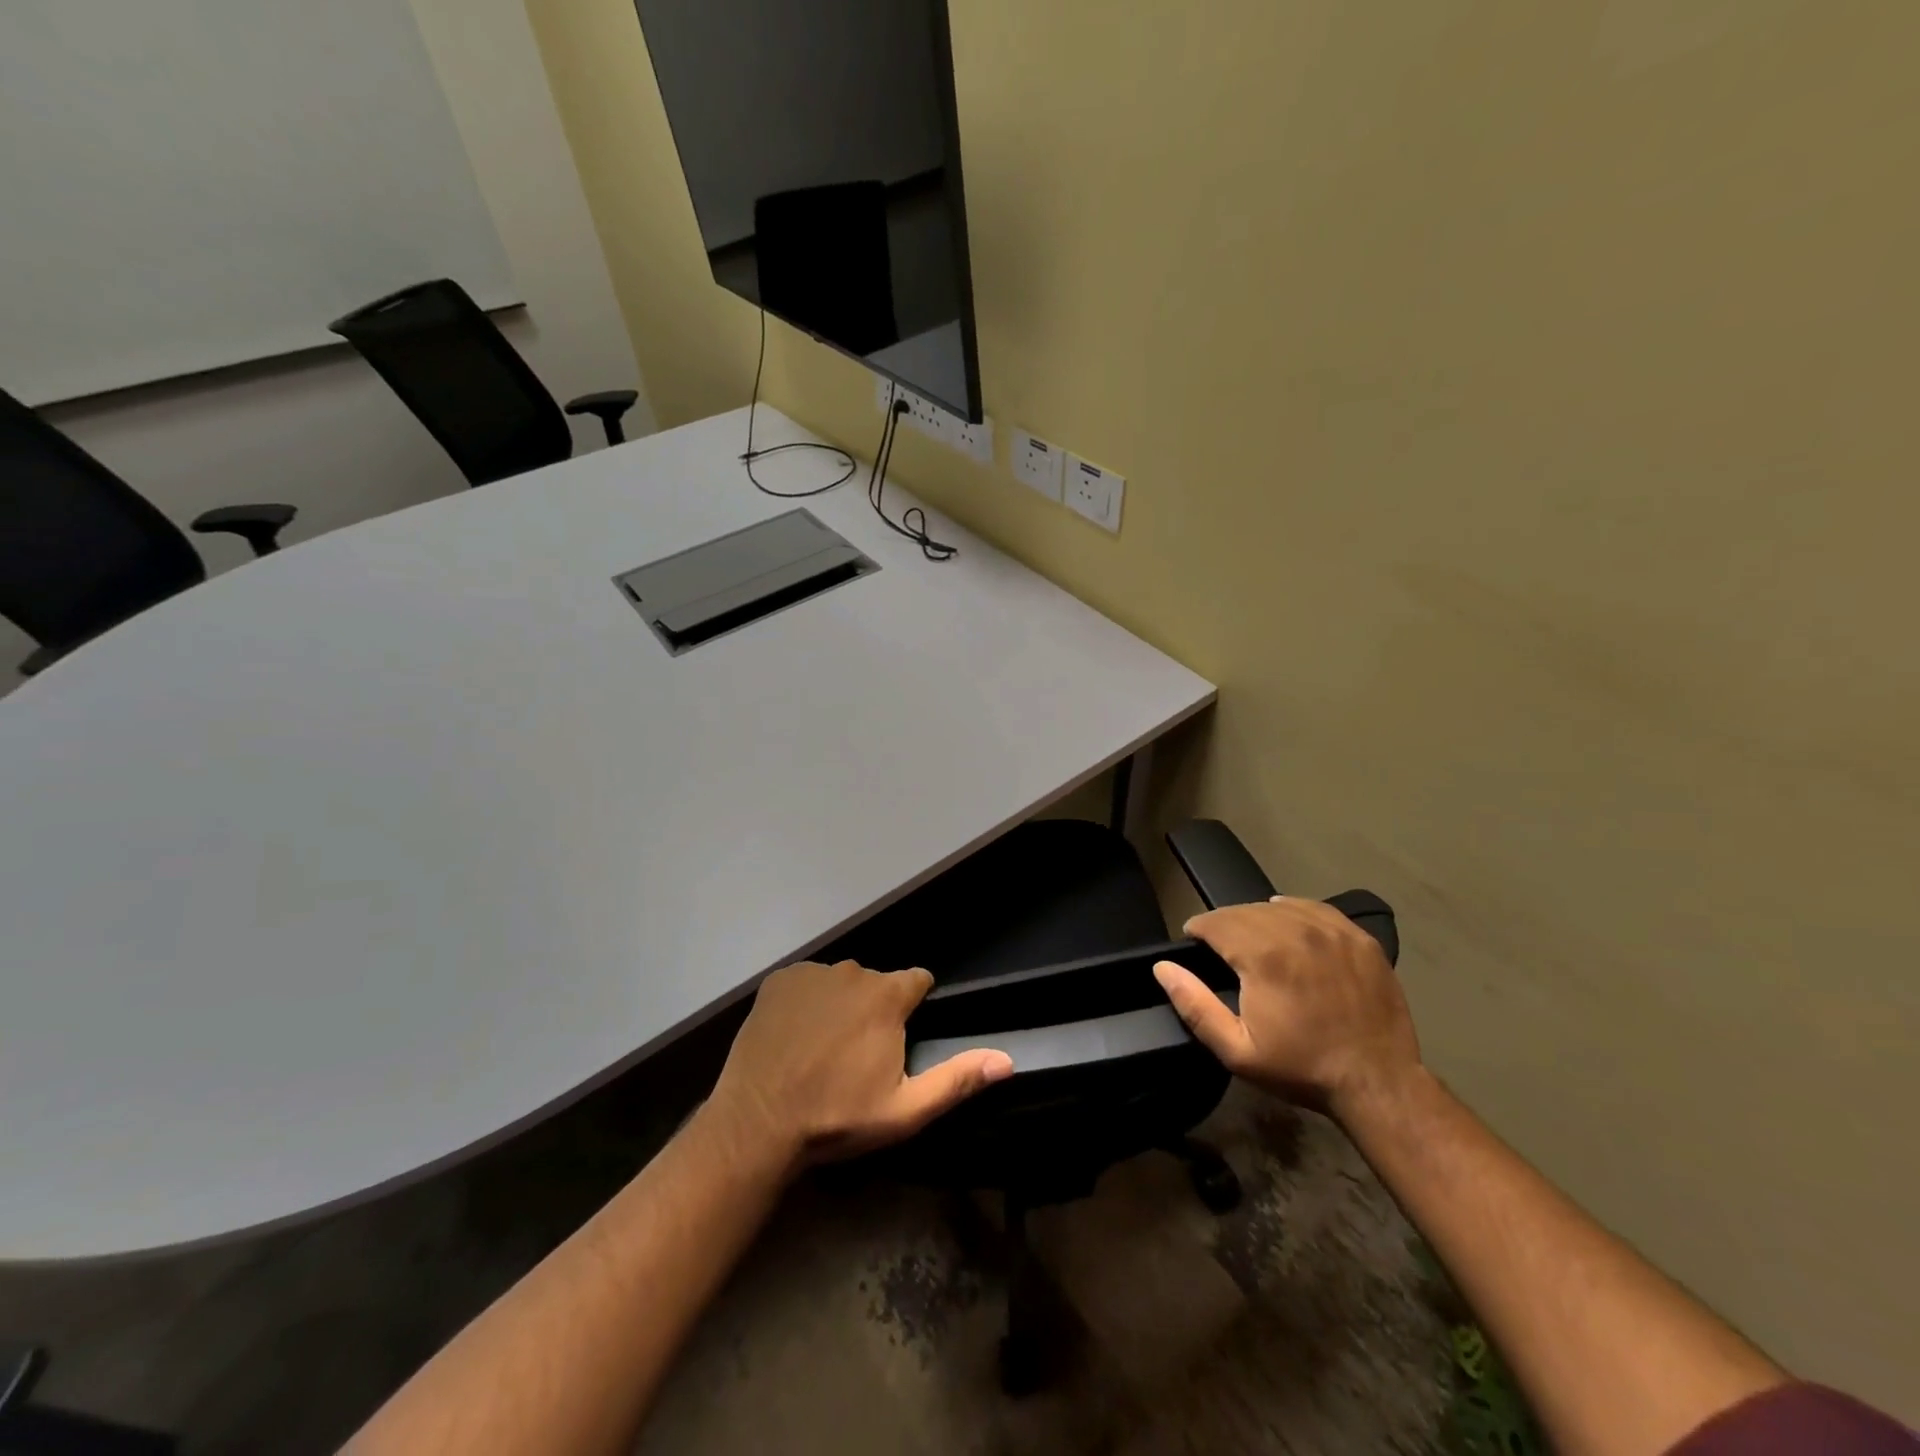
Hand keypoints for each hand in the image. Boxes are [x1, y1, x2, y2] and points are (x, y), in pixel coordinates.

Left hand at [708, 960, 1013, 1169]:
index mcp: (887, 995)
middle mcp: (853, 970)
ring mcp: (812, 972)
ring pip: (841, 982)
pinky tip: (795, 1036)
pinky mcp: (779, 980)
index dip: (914, 1007)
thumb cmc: (838, 1116)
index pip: (917, 981)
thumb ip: (957, 1079)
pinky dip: (807, 1001)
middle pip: (877, 983)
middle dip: (876, 1009)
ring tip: (822, 1048)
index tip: (901, 1037)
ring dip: (841, 1004)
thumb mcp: (905, 1109)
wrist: (758, 1123)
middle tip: (857, 1055)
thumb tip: (1007, 1060)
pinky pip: (806, 983)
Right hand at [1153, 898, 1419, 1119]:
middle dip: (1224, 924)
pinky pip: (1315, 908)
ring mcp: (1331, 931)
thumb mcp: (1237, 1050)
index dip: (1198, 929)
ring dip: (1257, 918)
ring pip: (1277, 906)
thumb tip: (1163, 968)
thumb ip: (1194, 1005)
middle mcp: (1295, 931)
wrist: (1378, 1083)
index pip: (1215, 921)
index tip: (1194, 943)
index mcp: (1262, 956)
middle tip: (1221, 948)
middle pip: (1244, 910)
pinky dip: (1294, 912)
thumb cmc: (1301, 1068)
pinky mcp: (1358, 937)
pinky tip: (1288, 924)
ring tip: (1253, 940)